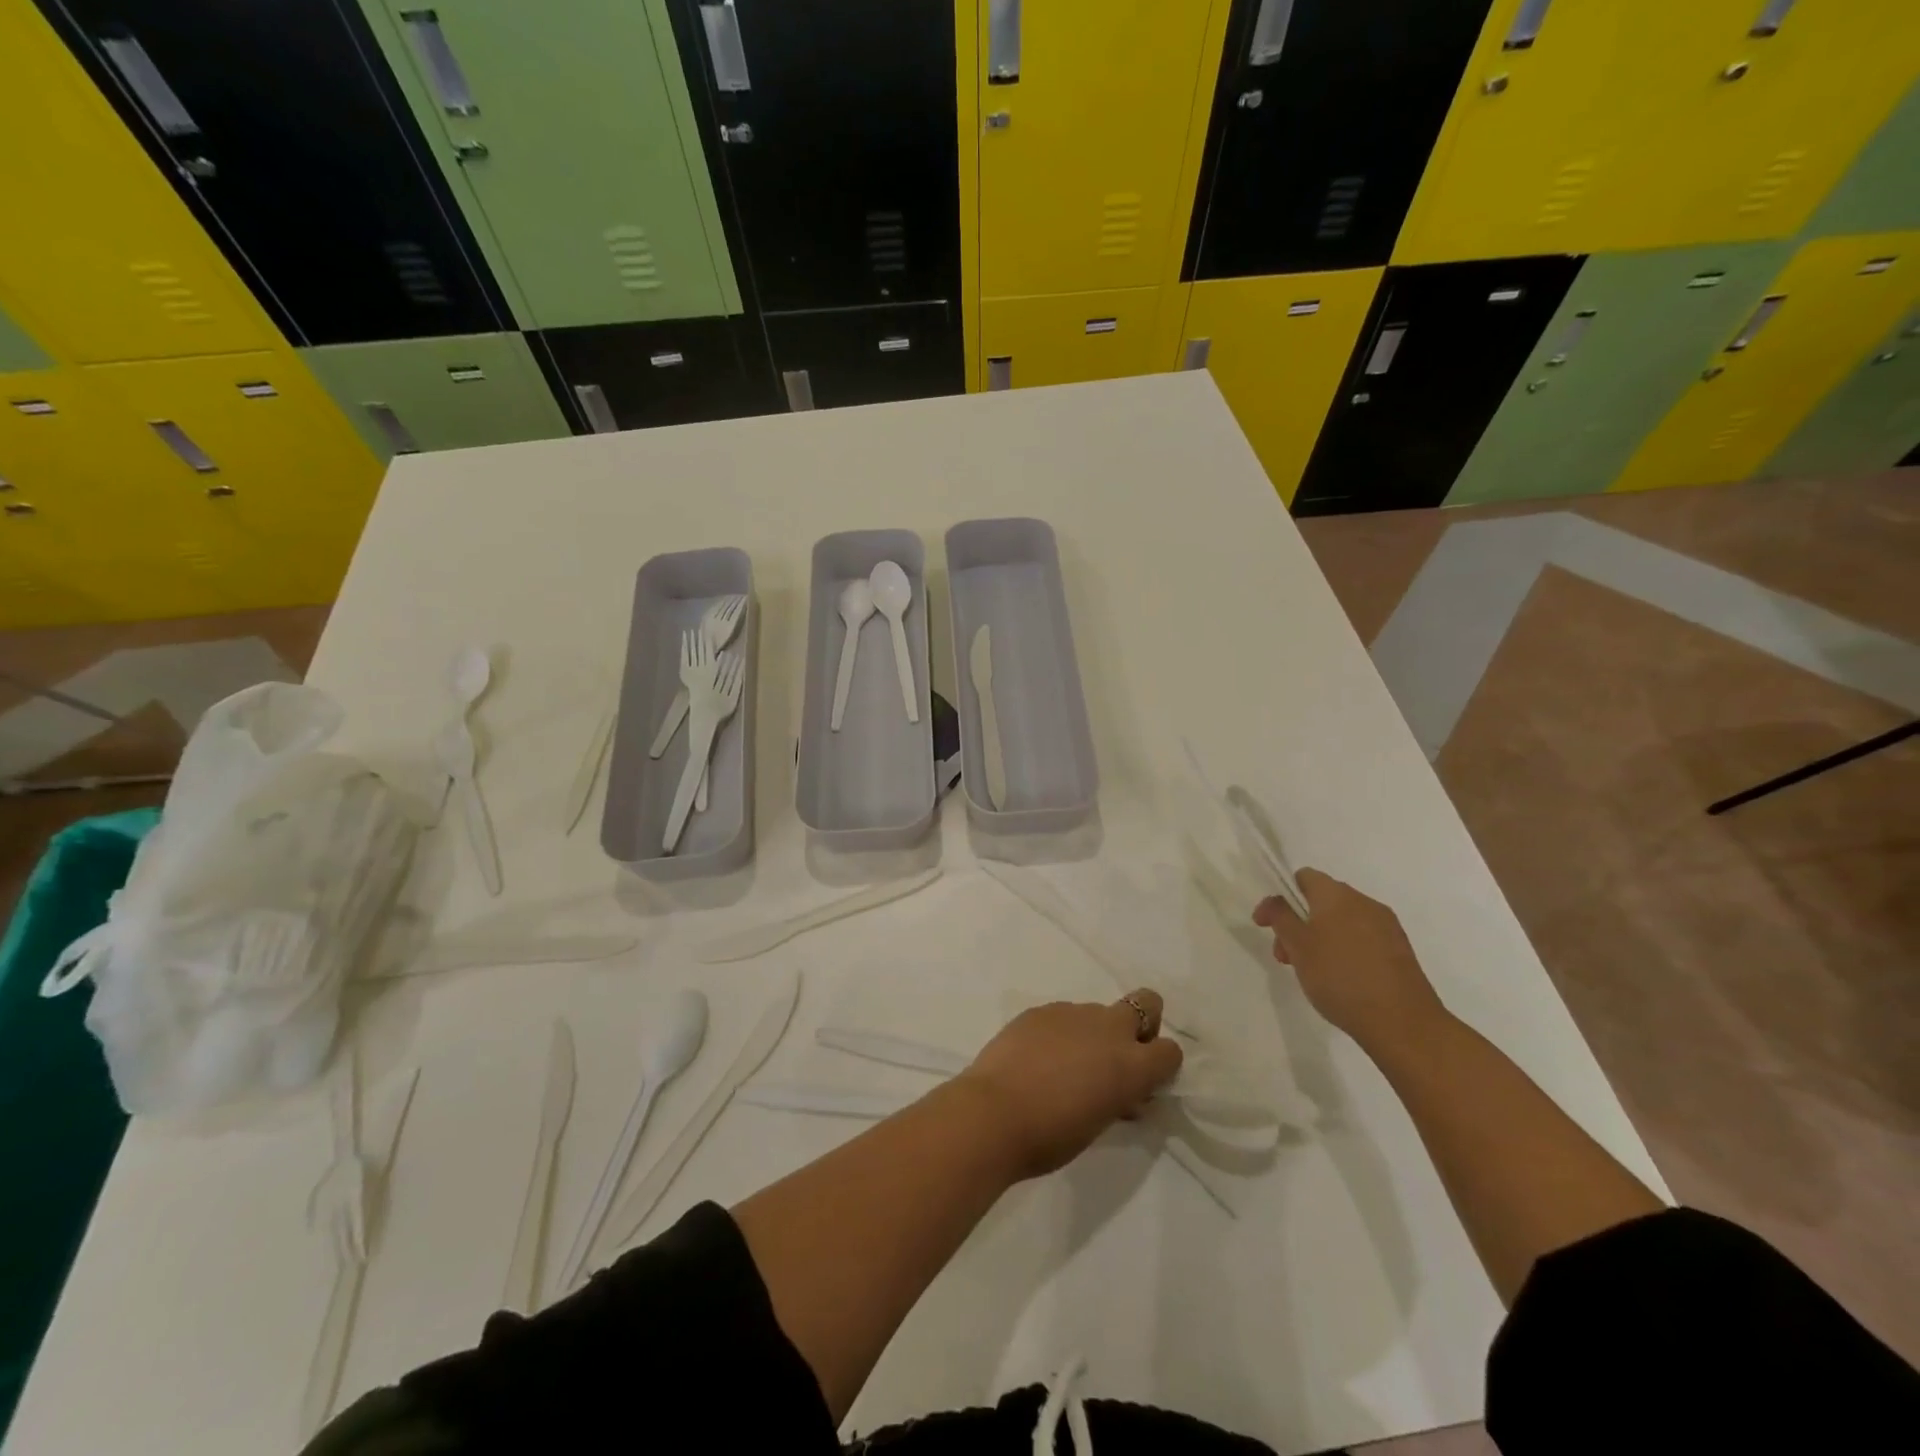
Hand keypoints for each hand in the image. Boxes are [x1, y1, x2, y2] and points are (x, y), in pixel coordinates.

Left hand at [956, 991, 1183, 1179]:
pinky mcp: (1041, 1009)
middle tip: (1115, 1054)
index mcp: (1132, 1065)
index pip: (1171, 1051)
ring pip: (1098, 1012)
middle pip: (1146, 1003)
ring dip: (1092, 1032)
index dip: (1160, 1065)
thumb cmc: (1051, 1135)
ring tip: (1063, 1064)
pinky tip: (1036, 1057)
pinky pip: (1062, 1016)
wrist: (994, 1113)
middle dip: (1141, 1023)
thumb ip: (1118, 1098)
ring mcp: (1073, 1013)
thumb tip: (1121, 1092)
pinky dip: (1059, 1032)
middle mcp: (1109, 1029)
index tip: (1142, 1082)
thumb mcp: (1100, 1124)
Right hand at [1254, 869, 1449, 1060]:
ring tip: (1312, 971)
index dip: (1281, 897)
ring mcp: (1387, 926)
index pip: (1303, 877)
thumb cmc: (1340, 977)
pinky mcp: (1400, 949)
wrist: (1402, 1022)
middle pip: (1321, 900)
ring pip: (1341, 921)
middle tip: (1286, 955)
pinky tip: (1341, 978)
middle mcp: (1364, 902)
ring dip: (1320, 937)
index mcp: (1337, 895)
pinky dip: (1344, 949)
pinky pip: (1362, 938)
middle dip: (1298, 923)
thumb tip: (1275, 901)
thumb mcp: (1297, 946)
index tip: (1267, 926)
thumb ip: (1280, 917)